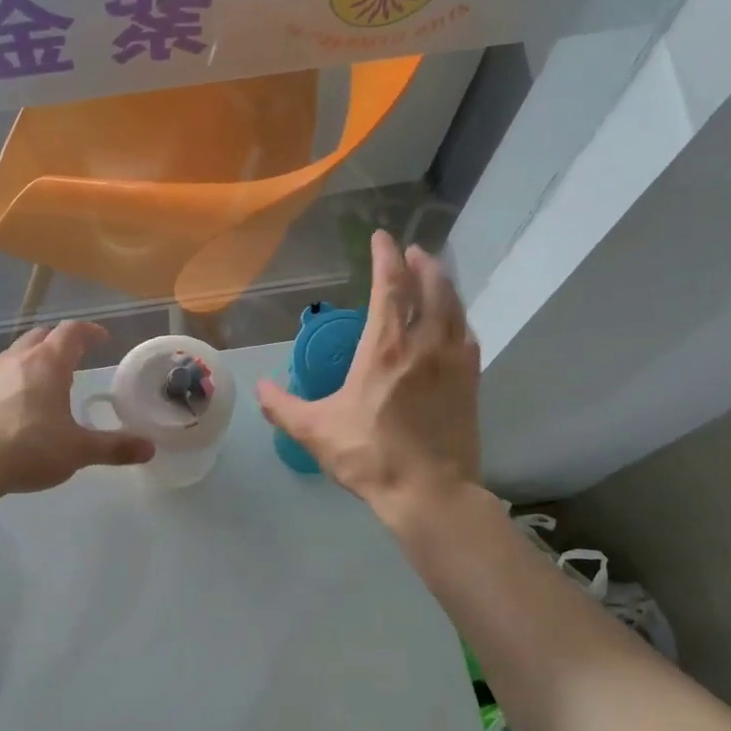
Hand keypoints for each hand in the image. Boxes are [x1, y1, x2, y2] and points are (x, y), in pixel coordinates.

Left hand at [0, 322, 155, 496]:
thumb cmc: (29, 448)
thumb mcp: (78, 451)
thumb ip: (114, 448)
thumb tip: (149, 449)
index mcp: (47, 364)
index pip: (71, 332)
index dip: (89, 332)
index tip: (102, 339)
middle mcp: (18, 360)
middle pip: (41, 336)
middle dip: (60, 340)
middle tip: (75, 355)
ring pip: (17, 354)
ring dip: (35, 359)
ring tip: (48, 380)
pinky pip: (0, 377)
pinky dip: (15, 380)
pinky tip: (19, 406)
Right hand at [256, 231, 482, 518]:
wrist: (429, 492)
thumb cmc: (369, 456)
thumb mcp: (314, 431)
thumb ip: (282, 406)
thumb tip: (259, 386)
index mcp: (386, 349)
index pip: (390, 287)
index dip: (385, 257)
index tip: (381, 237)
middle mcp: (424, 344)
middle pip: (430, 288)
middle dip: (420, 264)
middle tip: (411, 252)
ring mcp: (454, 362)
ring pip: (454, 308)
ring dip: (443, 285)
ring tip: (433, 275)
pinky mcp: (471, 383)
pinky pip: (468, 336)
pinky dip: (458, 319)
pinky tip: (454, 323)